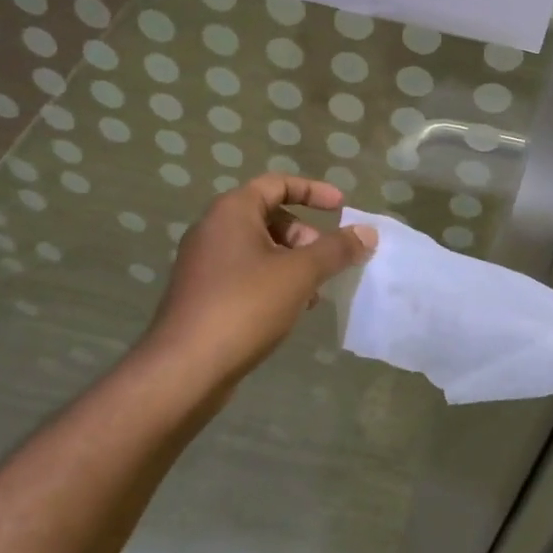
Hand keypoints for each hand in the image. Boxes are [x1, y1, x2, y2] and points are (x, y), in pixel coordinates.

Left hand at [142, 174, 376, 390]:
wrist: (185, 368)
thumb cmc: (245, 306)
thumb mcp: (300, 273)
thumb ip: (336, 249)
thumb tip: (367, 232)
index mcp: (232, 212)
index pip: (277, 184)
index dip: (313, 191)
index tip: (342, 207)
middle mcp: (213, 229)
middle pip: (269, 217)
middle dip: (305, 235)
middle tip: (327, 261)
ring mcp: (204, 263)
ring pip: (259, 249)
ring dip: (293, 263)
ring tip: (314, 293)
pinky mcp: (202, 294)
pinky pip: (245, 274)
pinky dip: (273, 281)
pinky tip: (290, 311)